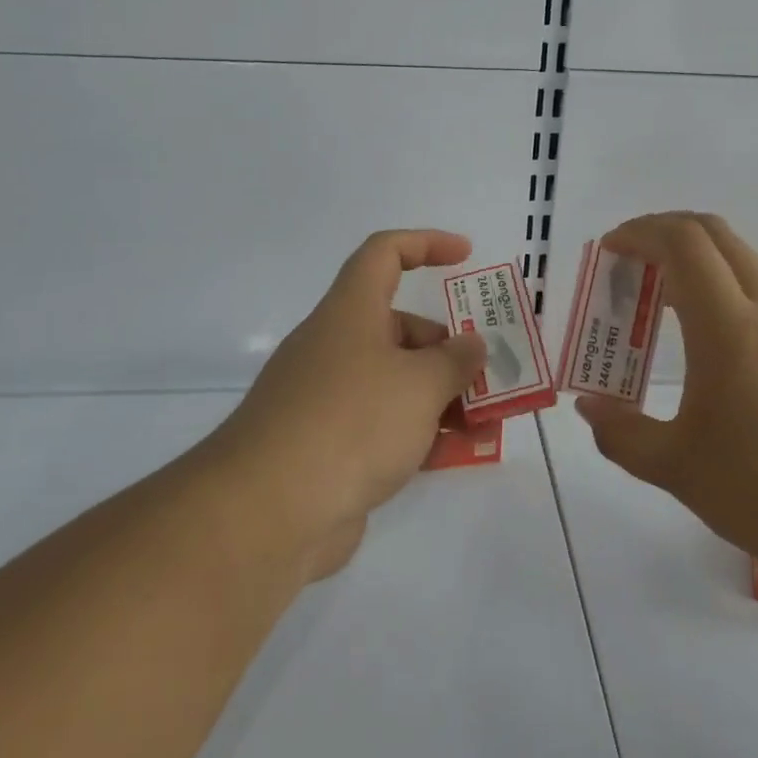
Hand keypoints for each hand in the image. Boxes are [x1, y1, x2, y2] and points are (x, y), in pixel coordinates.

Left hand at [217, 229, 486, 578]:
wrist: (268, 513)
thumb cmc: (352, 423)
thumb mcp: (421, 384)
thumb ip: (456, 360)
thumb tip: (471, 345)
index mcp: (351, 313)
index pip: (384, 254)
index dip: (426, 243)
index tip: (466, 255)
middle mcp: (336, 347)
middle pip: (400, 329)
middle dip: (449, 349)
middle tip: (488, 377)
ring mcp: (328, 399)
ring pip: (396, 382)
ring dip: (443, 397)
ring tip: (487, 424)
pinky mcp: (327, 446)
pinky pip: (383, 425)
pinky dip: (420, 433)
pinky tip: (455, 455)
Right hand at [573, 213, 757, 572]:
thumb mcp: (673, 467)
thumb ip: (620, 433)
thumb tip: (589, 408)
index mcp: (728, 327)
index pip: (683, 243)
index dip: (640, 232)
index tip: (609, 252)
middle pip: (715, 233)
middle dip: (665, 231)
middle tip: (630, 261)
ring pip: (743, 257)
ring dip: (697, 256)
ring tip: (661, 296)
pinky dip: (722, 282)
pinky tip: (705, 331)